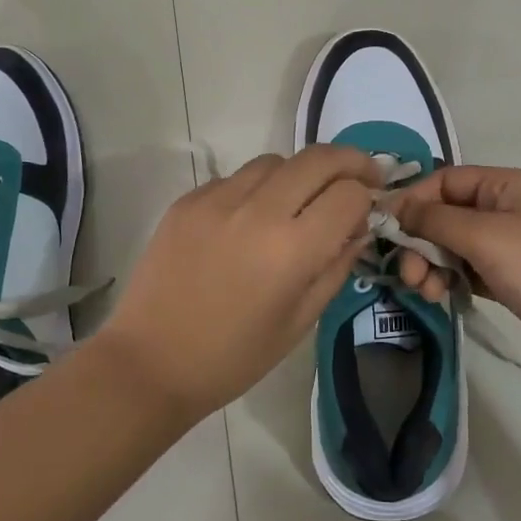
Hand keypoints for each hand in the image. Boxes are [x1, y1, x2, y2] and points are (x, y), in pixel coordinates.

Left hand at [94, 145, 381, 420]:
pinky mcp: (188, 200)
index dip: (368, 197)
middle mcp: (258, 211)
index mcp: (292, 250)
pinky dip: (256, 188)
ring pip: (276, 161)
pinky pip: (236, 178)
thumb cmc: (233, 357)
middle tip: (360, 177)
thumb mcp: (300, 322)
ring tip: (299, 201)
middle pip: (319, 158)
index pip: (350, 194)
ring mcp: (218, 199)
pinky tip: (250, 220)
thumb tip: (358, 227)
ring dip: (300, 173)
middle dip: (350, 161)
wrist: (150, 362)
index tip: (371, 206)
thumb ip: (336, 266)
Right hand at [389, 166, 520, 388]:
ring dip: (430, 264)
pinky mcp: (508, 277)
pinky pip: (465, 269)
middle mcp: (507, 208)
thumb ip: (434, 219)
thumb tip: (395, 207)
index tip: (385, 227)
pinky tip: (440, 296)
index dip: (413, 199)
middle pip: (446, 213)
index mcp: (507, 185)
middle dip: (420, 240)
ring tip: (424, 291)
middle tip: (406, 272)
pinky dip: (448, 279)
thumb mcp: (484, 237)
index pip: (446, 180)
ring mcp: (509, 244)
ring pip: (452, 244)